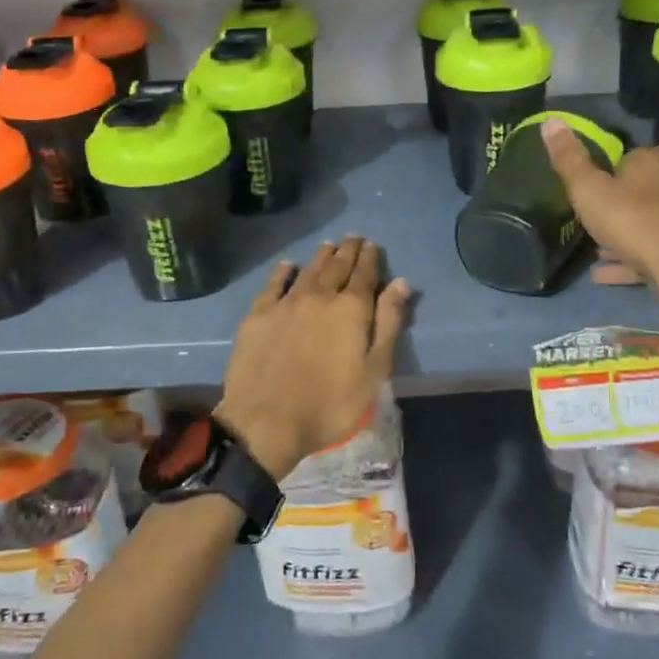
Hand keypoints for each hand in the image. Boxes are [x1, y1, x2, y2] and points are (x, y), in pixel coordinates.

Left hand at [217, 236, 411, 480]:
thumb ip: (388, 324)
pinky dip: (283, 271)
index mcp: (351, 309)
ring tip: (329, 245)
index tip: (373, 244)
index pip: (365, 274)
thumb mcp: (374, 371)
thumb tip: (401, 282)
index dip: (371, 258)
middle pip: (337, 266)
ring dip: (321, 256)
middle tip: (354, 237)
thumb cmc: (330, 404)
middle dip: (348, 250)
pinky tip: (288, 265)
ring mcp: (285, 303)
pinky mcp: (258, 315)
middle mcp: (319, 296)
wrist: (266, 421)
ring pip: (308, 271)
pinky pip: (273, 284)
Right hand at [539, 118, 658, 332]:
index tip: (643, 158)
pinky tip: (600, 275)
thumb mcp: (587, 187)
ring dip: (625, 233)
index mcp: (649, 168)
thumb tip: (551, 120)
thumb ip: (569, 159)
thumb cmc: (629, 216)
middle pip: (654, 188)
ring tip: (596, 247)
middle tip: (608, 202)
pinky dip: (624, 264)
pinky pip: (645, 259)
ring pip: (649, 225)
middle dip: (633, 195)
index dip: (656, 154)